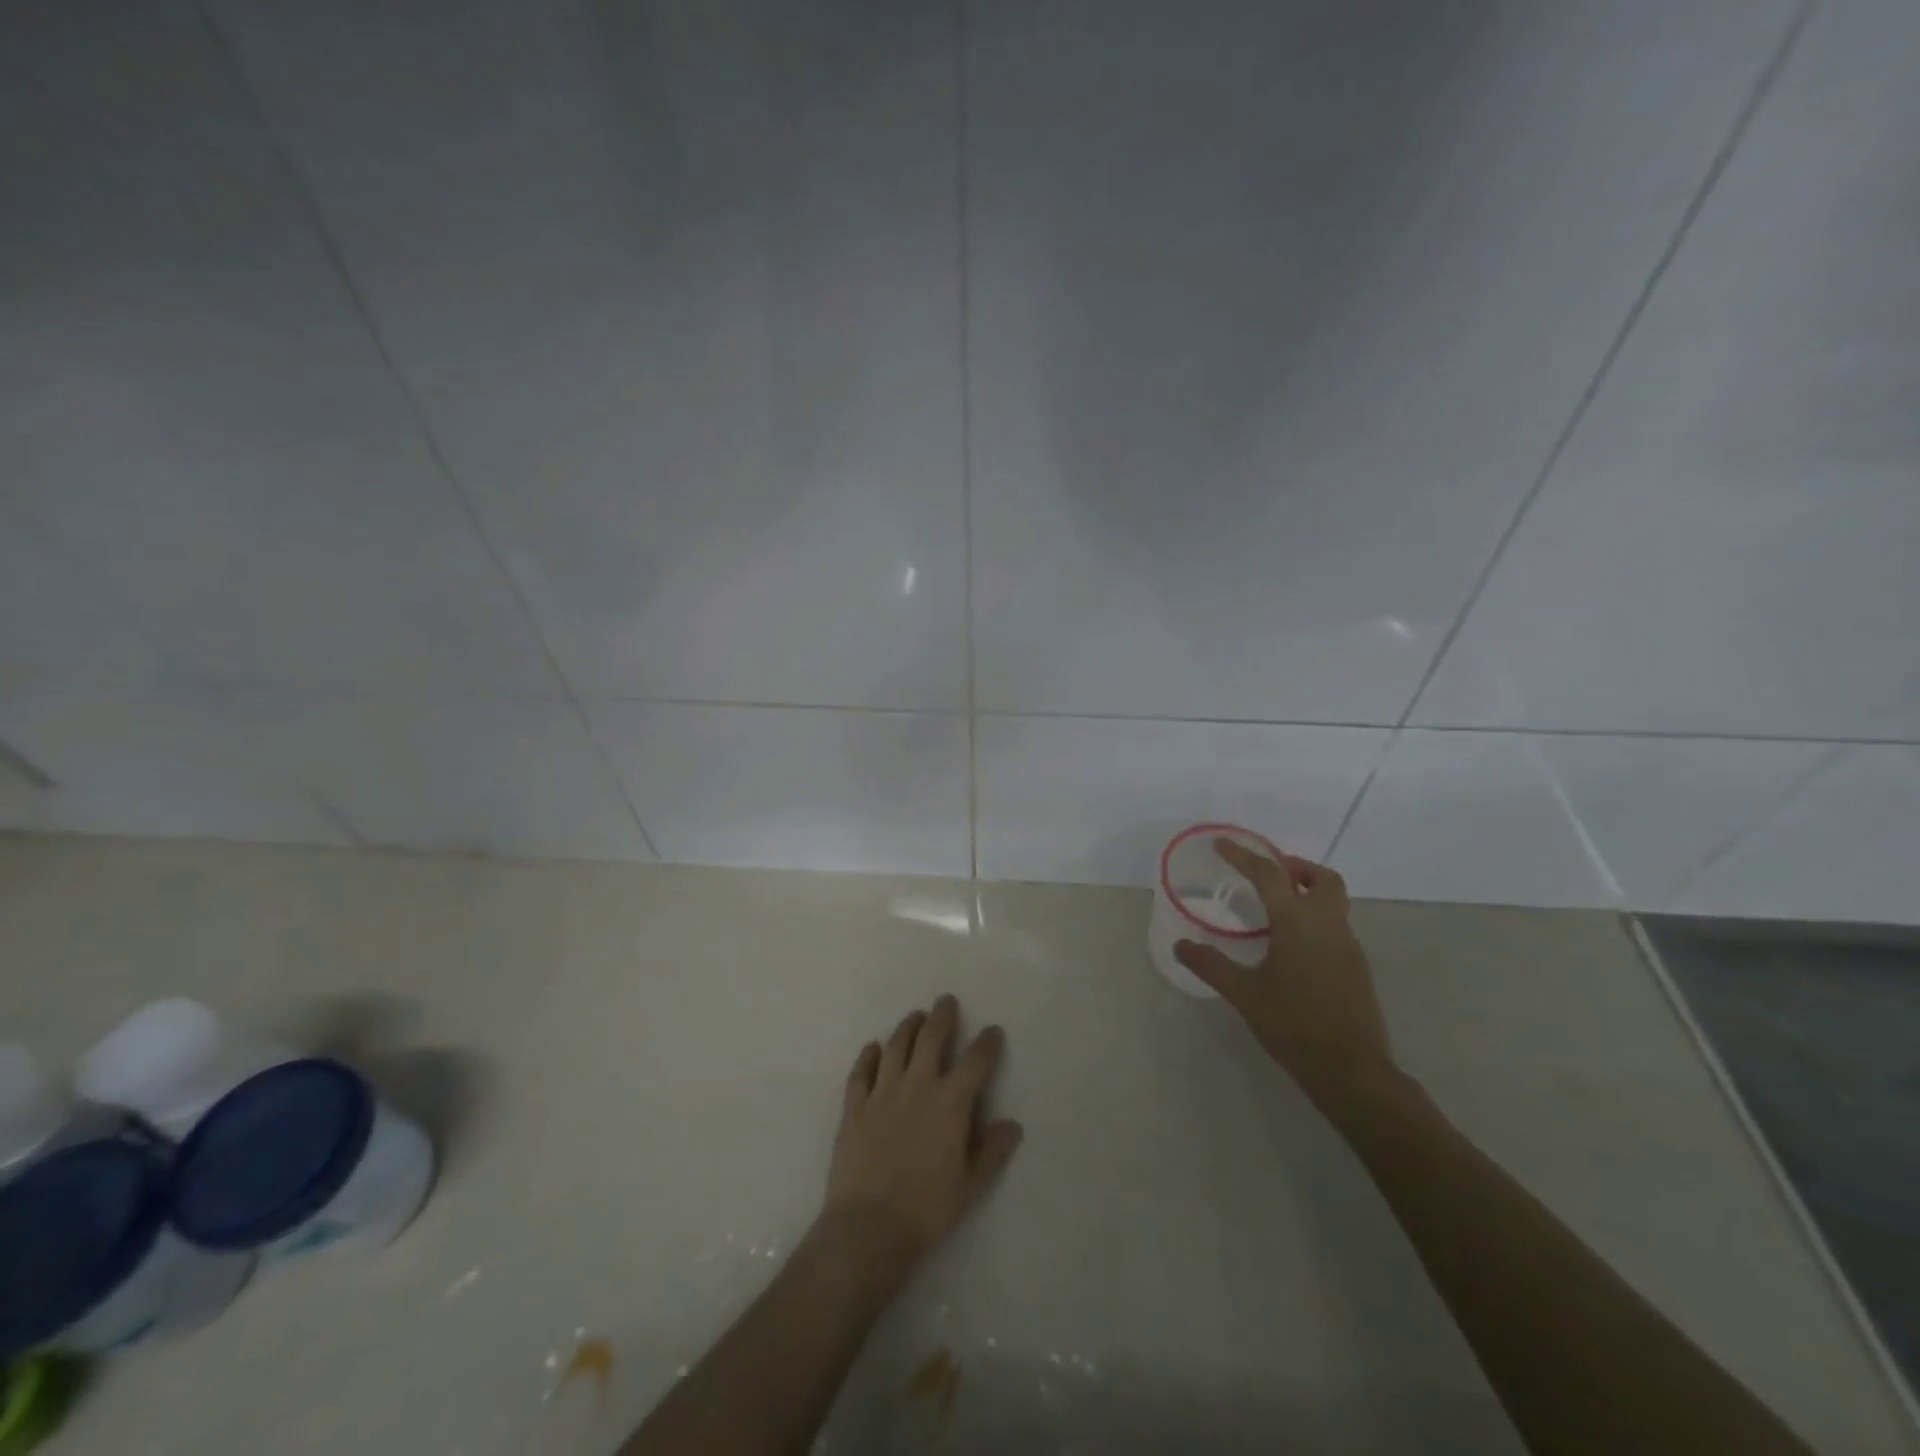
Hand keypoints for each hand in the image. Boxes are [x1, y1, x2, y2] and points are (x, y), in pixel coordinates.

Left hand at [822, 995, 1022, 1268]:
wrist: (869, 1228)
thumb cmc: (927, 1210)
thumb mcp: (971, 1186)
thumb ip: (992, 1151)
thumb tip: (1012, 1125)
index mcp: (950, 1103)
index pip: (975, 1062)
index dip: (986, 1043)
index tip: (993, 1031)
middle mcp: (917, 1086)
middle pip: (931, 1039)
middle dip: (942, 1016)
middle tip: (946, 1001)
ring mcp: (882, 1093)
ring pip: (895, 1047)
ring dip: (907, 1027)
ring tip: (915, 1016)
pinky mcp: (854, 1107)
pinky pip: (861, 1072)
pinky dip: (868, 1056)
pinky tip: (873, 1047)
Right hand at [1174, 841, 1394, 1099]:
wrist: (1351, 1070)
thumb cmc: (1293, 1025)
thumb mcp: (1244, 994)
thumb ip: (1210, 965)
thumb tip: (1180, 945)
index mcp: (1298, 923)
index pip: (1270, 875)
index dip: (1244, 856)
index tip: (1222, 845)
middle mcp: (1328, 925)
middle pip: (1322, 878)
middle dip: (1294, 868)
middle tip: (1266, 875)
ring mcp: (1348, 946)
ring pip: (1334, 901)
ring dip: (1308, 892)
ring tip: (1276, 908)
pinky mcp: (1357, 967)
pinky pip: (1336, 926)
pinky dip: (1315, 919)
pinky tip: (1293, 946)